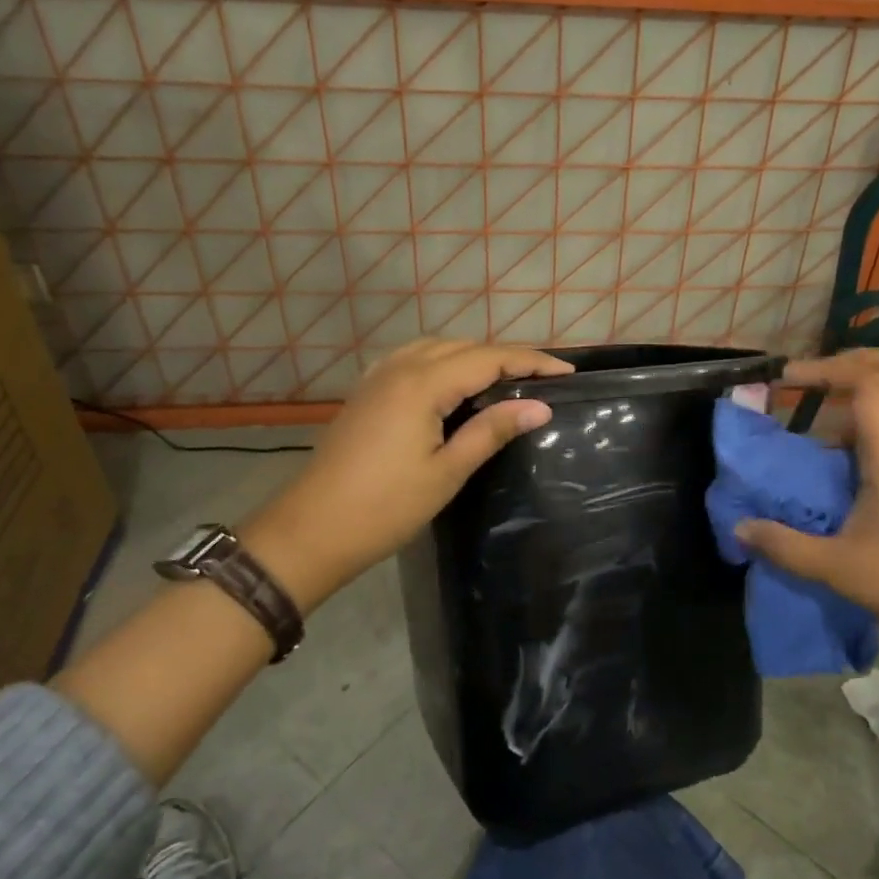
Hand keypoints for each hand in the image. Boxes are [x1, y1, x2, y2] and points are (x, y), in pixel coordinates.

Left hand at [246, 339, 571, 608]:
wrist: (311, 531)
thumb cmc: (384, 507)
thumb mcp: (447, 471)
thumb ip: (492, 430)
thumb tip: (541, 406)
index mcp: (422, 384)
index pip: (489, 358)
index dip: (531, 362)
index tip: (567, 372)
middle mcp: (400, 368)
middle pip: (464, 348)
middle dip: (507, 357)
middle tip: (543, 379)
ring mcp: (378, 377)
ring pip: (437, 349)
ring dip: (475, 357)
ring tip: (506, 379)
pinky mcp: (367, 392)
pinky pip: (413, 360)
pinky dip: (443, 362)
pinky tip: (453, 383)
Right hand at [734, 351, 878, 656]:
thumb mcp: (838, 569)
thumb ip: (784, 546)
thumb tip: (739, 527)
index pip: (867, 383)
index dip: (825, 368)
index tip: (784, 379)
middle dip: (849, 363)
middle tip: (807, 377)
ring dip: (855, 396)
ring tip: (811, 415)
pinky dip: (862, 427)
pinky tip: (832, 461)